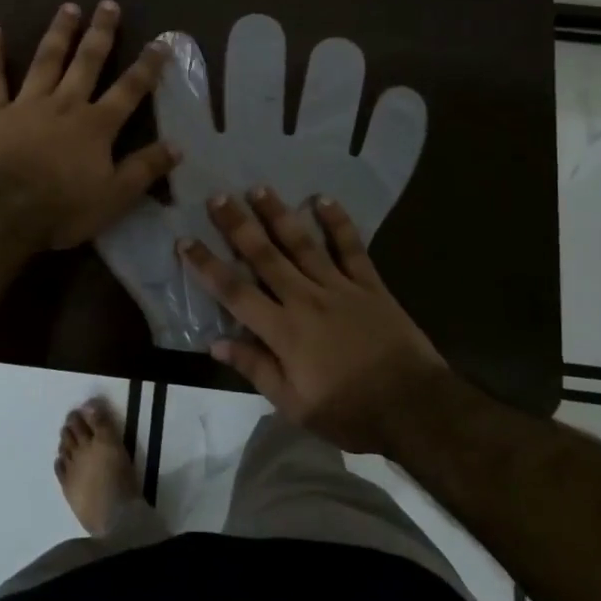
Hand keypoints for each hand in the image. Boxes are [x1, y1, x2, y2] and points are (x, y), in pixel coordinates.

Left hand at [0, 0, 179, 248]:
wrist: (4, 211)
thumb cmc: (63, 208)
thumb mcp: (115, 196)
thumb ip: (145, 169)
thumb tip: (177, 146)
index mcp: (96, 125)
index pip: (129, 89)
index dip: (147, 66)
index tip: (160, 42)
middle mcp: (65, 104)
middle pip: (87, 62)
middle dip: (101, 33)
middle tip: (109, 4)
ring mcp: (27, 104)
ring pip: (46, 60)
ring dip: (59, 32)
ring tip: (69, 7)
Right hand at [178, 188, 450, 452]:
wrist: (414, 408)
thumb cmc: (350, 412)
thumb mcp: (294, 404)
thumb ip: (256, 368)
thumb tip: (215, 342)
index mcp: (283, 331)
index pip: (235, 292)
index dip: (207, 265)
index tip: (185, 241)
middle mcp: (306, 299)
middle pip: (265, 256)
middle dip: (238, 226)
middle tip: (217, 197)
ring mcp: (340, 287)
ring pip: (303, 243)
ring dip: (278, 214)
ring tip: (258, 188)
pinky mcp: (370, 284)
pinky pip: (351, 247)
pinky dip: (337, 222)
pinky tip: (323, 199)